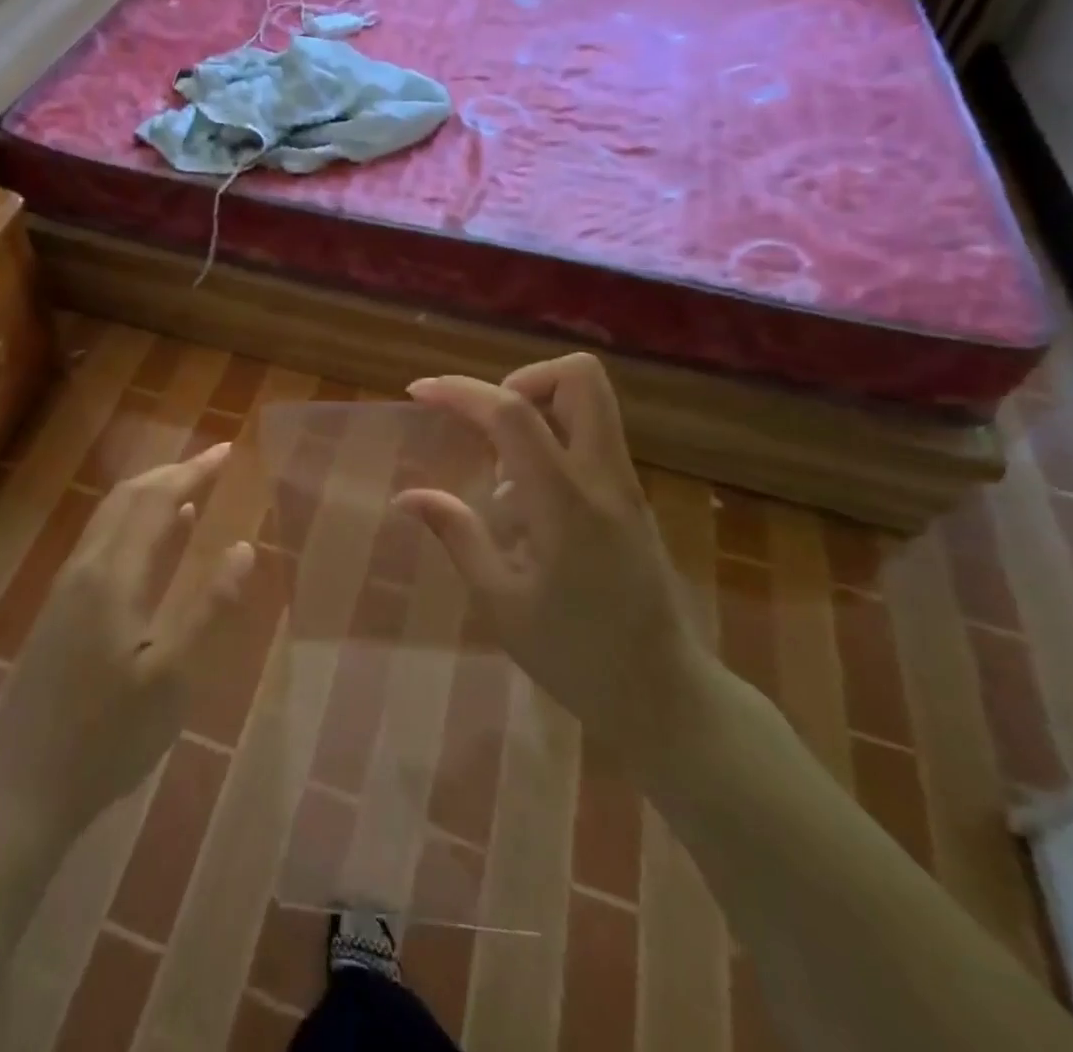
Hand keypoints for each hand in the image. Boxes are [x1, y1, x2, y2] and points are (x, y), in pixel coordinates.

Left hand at [0, 443, 255, 839]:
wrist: (18, 791)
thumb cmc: (105, 738)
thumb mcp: (171, 678)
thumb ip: (208, 607)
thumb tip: (243, 547)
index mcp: (111, 576)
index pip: (155, 500)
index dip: (192, 471)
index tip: (227, 451)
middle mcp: (83, 569)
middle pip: (126, 499)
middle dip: (171, 473)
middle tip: (214, 463)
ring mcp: (64, 590)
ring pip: (109, 519)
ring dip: (150, 496)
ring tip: (191, 491)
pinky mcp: (58, 612)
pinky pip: (101, 544)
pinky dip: (134, 526)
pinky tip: (155, 545)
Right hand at [395, 354, 716, 771]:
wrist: (665, 694)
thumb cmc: (576, 655)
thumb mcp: (501, 601)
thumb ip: (457, 535)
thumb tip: (407, 496)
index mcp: (566, 503)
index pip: (514, 414)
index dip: (461, 392)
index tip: (419, 392)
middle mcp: (605, 478)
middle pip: (581, 377)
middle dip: (520, 378)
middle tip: (483, 422)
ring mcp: (626, 484)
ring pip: (591, 400)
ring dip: (537, 405)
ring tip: (499, 464)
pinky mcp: (632, 497)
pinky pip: (592, 434)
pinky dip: (552, 435)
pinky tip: (525, 496)